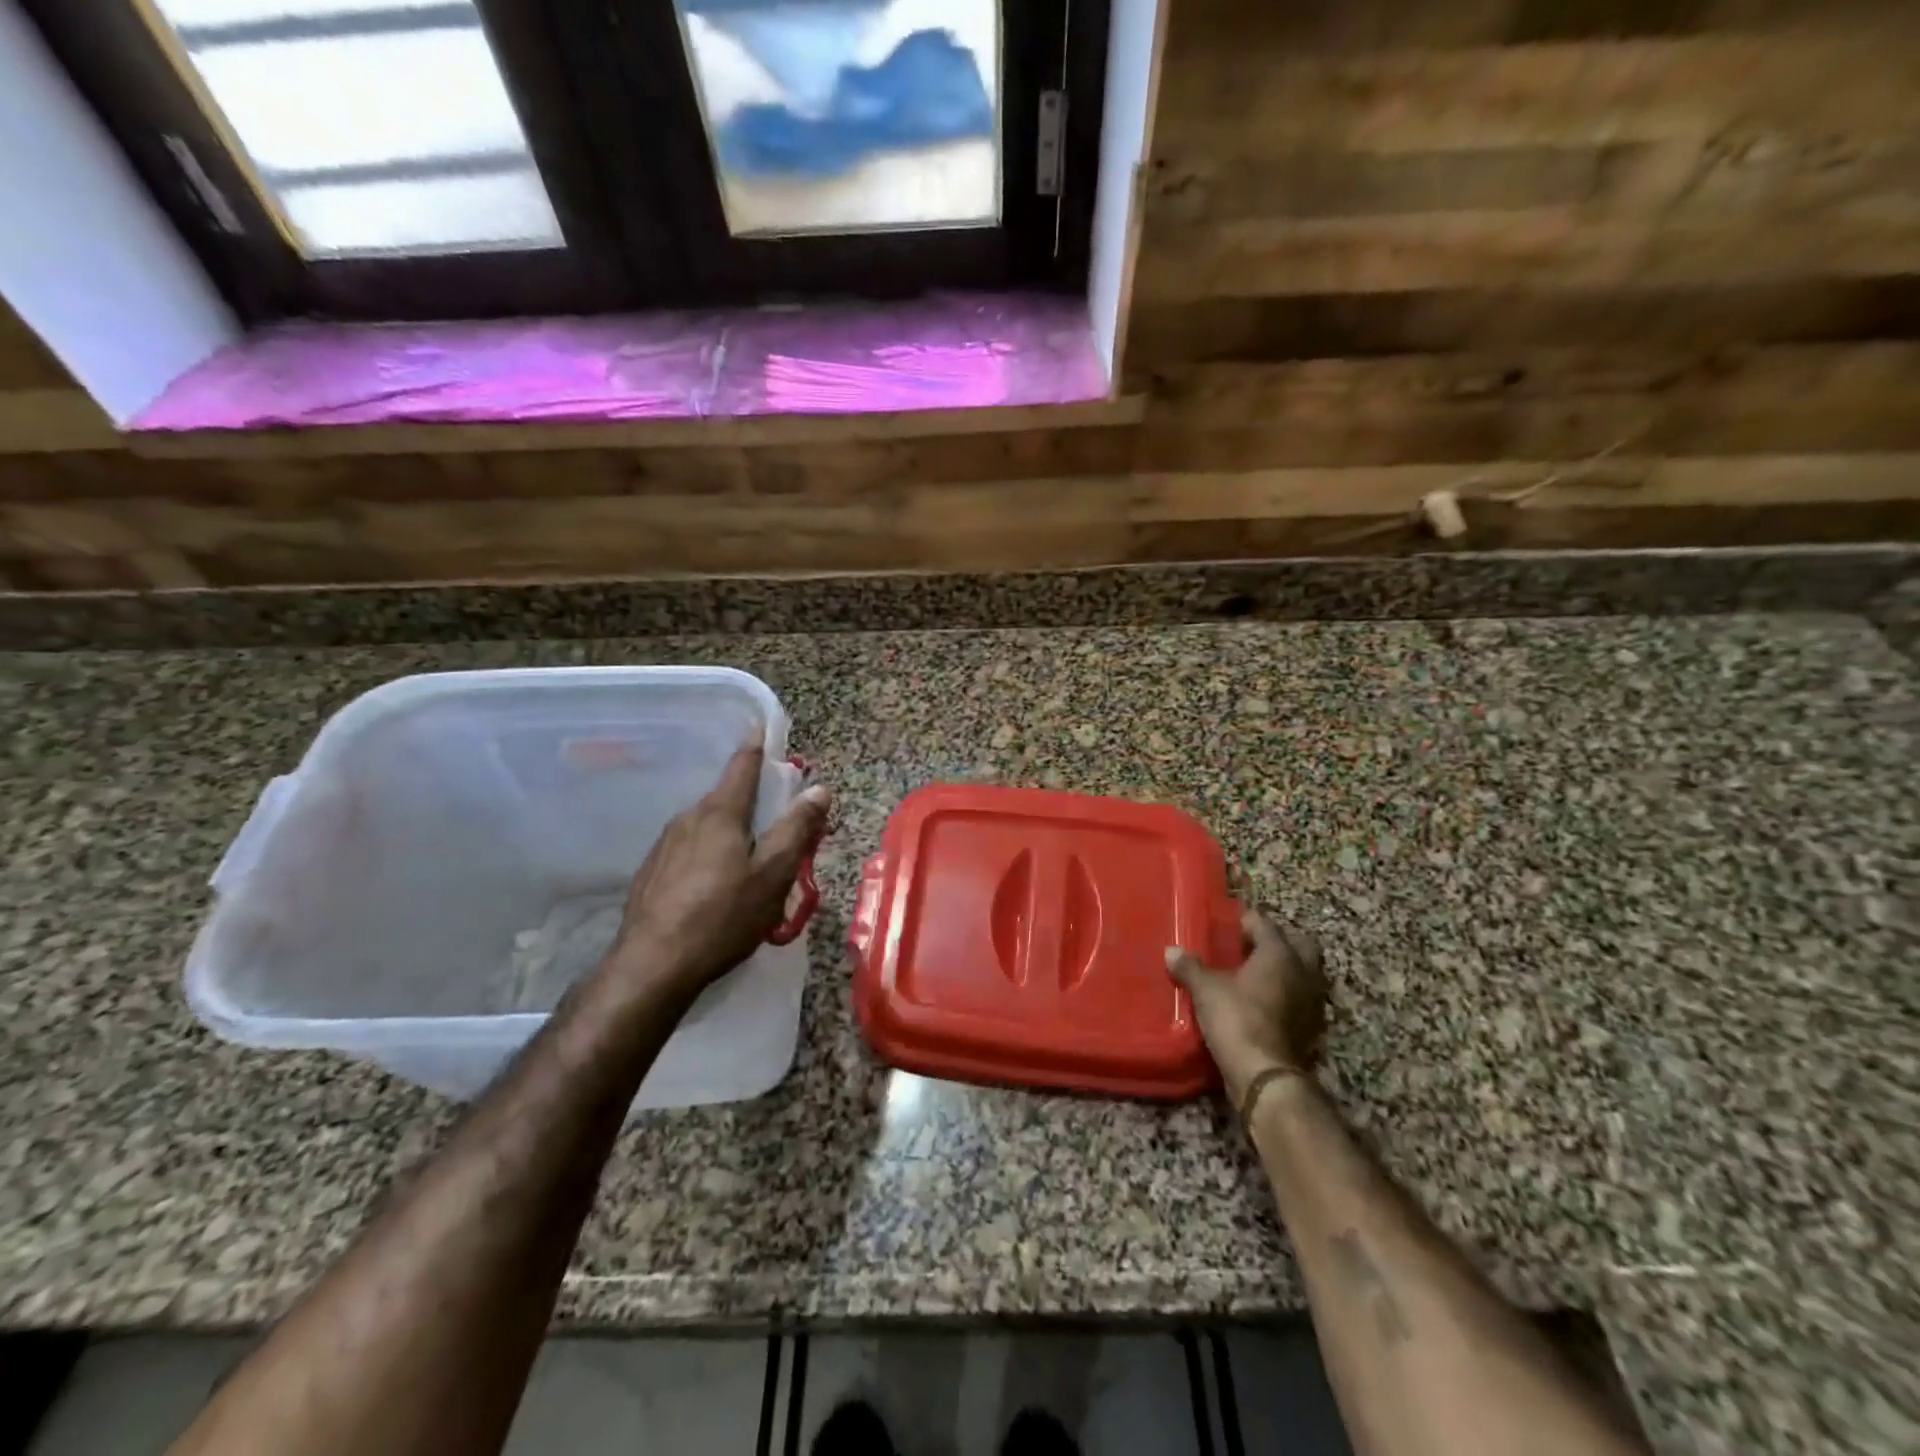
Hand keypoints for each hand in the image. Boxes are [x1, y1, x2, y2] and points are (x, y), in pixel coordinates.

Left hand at [603, 741, 830, 998]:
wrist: (652, 965)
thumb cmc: (723, 916)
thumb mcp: (773, 874)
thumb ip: (797, 828)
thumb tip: (818, 788)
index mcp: (720, 813)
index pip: (742, 766)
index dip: (756, 745)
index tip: (762, 725)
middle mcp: (688, 818)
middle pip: (727, 797)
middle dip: (753, 800)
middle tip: (778, 818)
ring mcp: (665, 845)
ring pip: (708, 825)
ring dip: (732, 831)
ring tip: (751, 859)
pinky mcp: (652, 872)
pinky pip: (690, 848)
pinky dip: (710, 853)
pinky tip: (717, 884)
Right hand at [1167, 910, 1327, 1106]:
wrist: (1263, 1074)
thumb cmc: (1236, 1018)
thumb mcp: (1205, 989)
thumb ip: (1190, 967)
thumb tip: (1171, 951)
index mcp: (1280, 953)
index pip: (1265, 923)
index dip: (1246, 919)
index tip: (1228, 922)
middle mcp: (1303, 972)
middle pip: (1300, 944)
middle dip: (1280, 940)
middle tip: (1251, 945)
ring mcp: (1312, 1001)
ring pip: (1304, 973)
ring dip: (1286, 970)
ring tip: (1256, 974)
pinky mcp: (1311, 1027)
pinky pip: (1300, 999)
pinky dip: (1286, 995)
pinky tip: (1263, 1001)